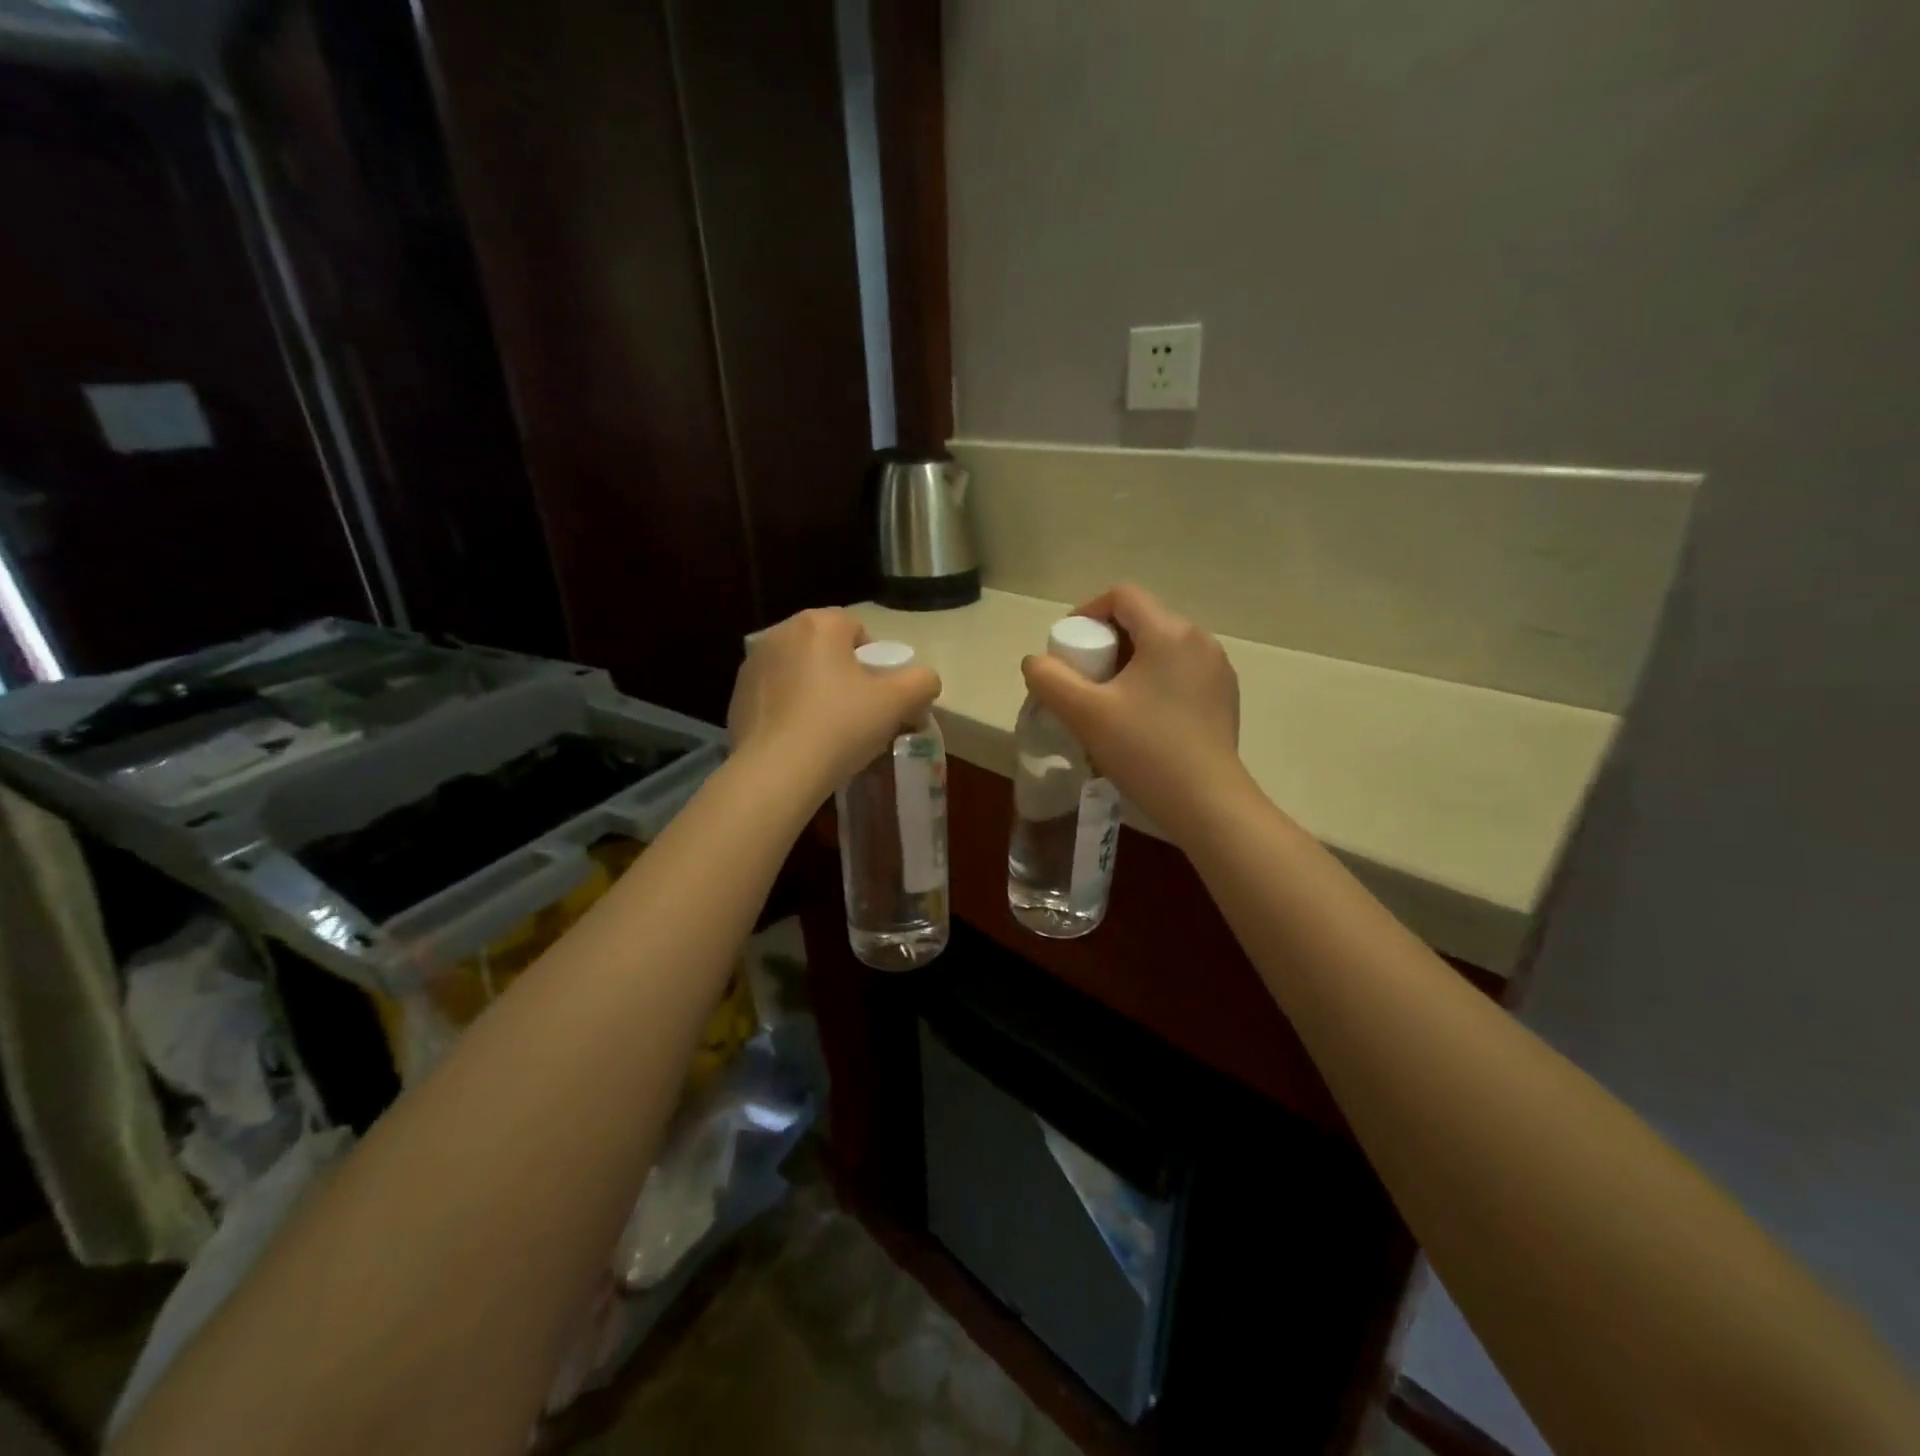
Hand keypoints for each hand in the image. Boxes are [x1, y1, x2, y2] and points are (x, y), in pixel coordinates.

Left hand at [729, 608, 940, 795]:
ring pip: (798, 671)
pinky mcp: (736, 697)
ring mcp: (753, 665)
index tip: (879, 695)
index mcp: (818, 625)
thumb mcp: (898, 702)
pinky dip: (789, 709)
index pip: (857, 630)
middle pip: (825, 649)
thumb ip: (922, 681)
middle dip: (843, 674)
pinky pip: (775, 696)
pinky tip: (800, 740)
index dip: (874, 661)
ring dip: (814, 689)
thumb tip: (924, 681)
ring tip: (827, 729)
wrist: (778, 772)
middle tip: (857, 713)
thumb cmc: (841, 726)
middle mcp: (779, 633)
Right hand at [1021, 584, 1246, 846]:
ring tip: (1109, 703)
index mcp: (1170, 632)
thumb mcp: (1084, 713)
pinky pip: (1180, 673)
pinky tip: (1142, 721)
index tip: (1068, 648)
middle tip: (1083, 680)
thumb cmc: (1145, 749)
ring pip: (1162, 649)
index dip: (1086, 612)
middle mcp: (1200, 640)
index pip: (1121, 596)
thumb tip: (1036, 662)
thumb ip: (1049, 679)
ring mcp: (1218, 670)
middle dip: (1106, 643)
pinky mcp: (1224, 698)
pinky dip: (1154, 682)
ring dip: (1130, 664)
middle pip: (1142, 621)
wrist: (1206, 803)